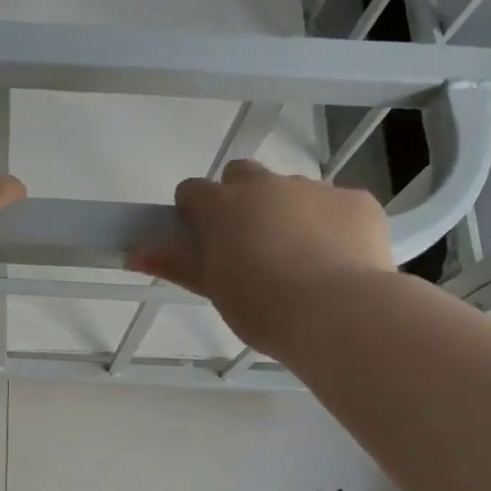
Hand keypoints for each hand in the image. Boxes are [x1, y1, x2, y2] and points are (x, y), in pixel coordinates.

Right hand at [129, 159, 393, 356]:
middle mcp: (266, 185)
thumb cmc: (262, 306)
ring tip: (301, 261)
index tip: (203, 242)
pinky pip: (337, 206)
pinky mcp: (357, 201)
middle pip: (242, 177)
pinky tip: (339, 262)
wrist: (339, 313)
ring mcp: (315, 188)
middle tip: (250, 246)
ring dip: (288, 214)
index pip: (192, 191)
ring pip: (291, 191)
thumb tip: (133, 251)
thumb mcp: (213, 288)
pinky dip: (333, 226)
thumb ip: (175, 262)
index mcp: (222, 205)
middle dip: (241, 201)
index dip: (195, 214)